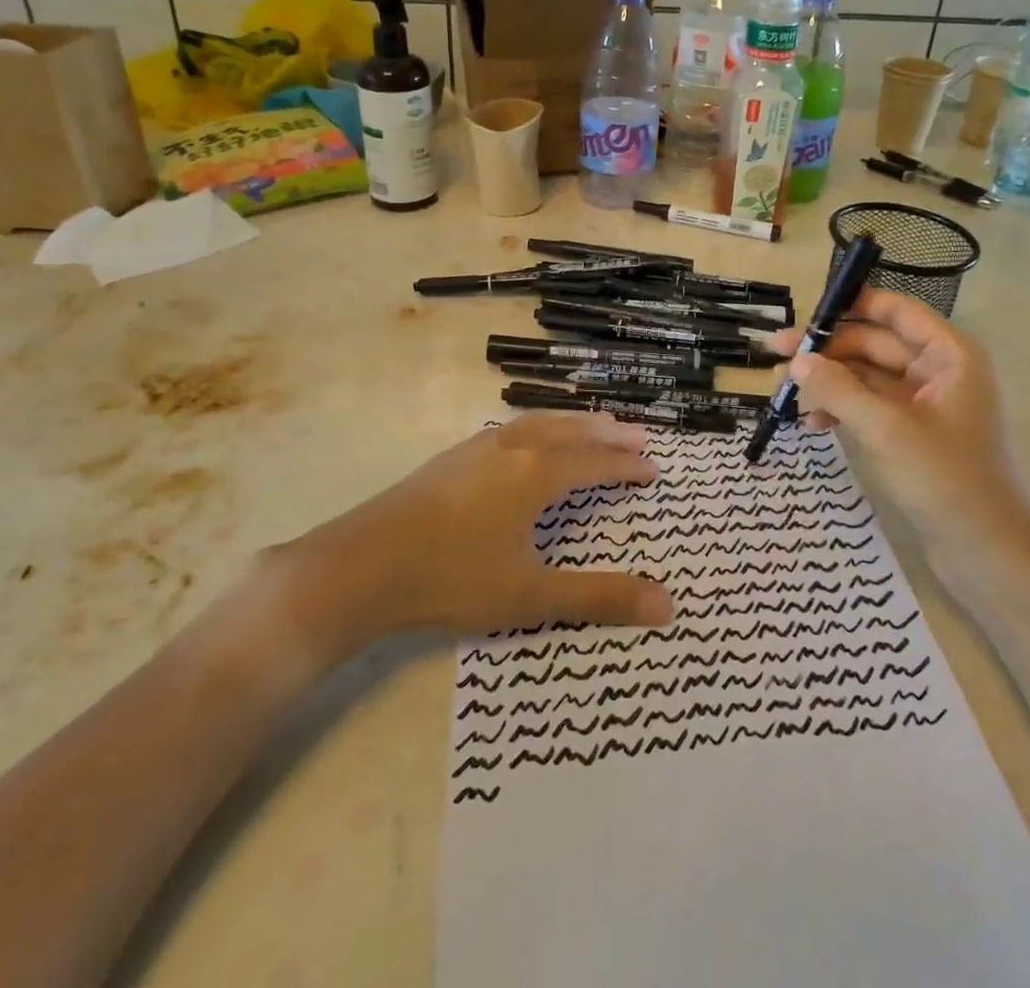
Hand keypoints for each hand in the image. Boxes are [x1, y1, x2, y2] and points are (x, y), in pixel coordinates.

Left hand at [271, 413, 674, 660]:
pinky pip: (513, 427)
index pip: (595, 463)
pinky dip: (541, 426)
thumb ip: (598, 597)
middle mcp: (512, 447)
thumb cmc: (452, 578)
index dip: (627, 466)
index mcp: (536, 474)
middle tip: (638, 435)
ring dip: (574, 423)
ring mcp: (478, 447)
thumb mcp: (530, 596)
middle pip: (571, 431)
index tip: (653, 469)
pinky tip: (531, 438)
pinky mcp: (453, 456)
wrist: (362, 564)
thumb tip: (667, 606)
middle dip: (608, 434)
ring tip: (595, 425)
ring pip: (540, 422)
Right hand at [765, 289, 1029, 602]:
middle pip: (873, 344)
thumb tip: (796, 362)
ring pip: (865, 377)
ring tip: (782, 393)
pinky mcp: (910, 433)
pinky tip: (811, 425)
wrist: (987, 553)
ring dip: (827, 382)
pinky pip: (868, 407)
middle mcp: (937, 370)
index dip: (851, 304)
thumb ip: (839, 389)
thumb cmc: (946, 479)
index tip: (805, 311)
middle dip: (826, 351)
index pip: (894, 311)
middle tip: (774, 356)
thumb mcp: (886, 429)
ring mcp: (923, 404)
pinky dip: (840, 410)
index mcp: (948, 355)